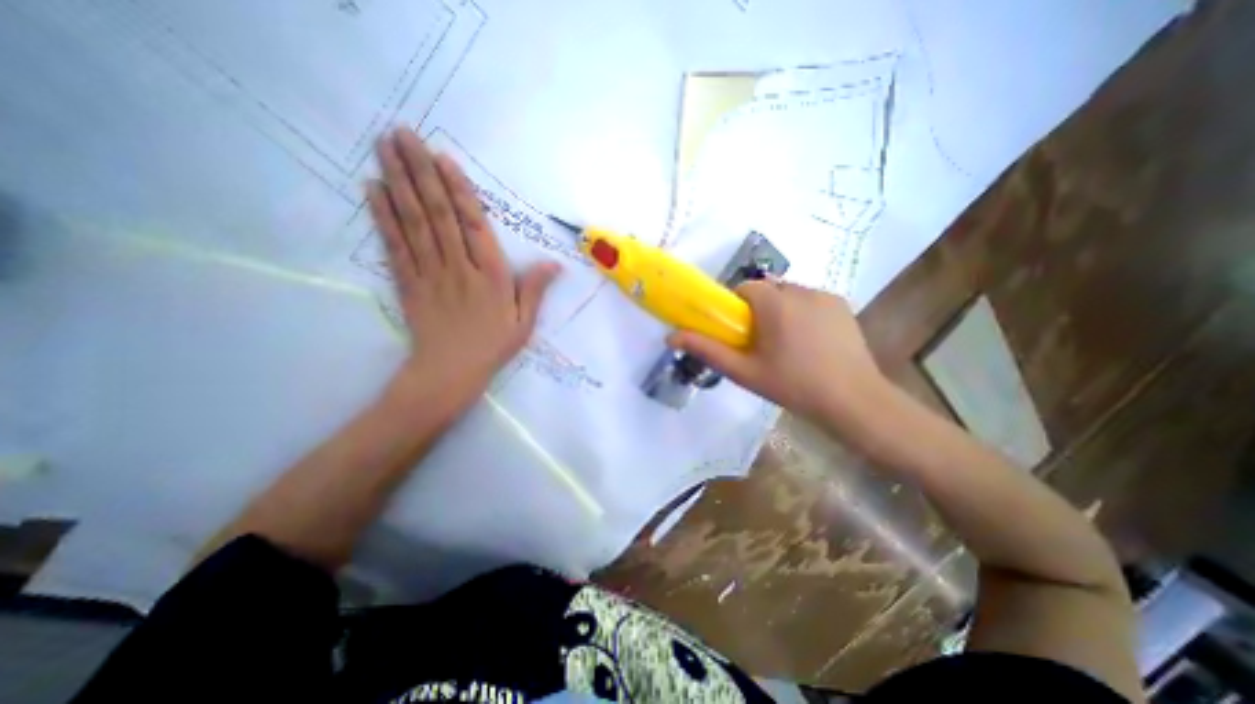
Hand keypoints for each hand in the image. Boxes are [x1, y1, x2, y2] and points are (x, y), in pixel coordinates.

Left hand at [365, 127, 555, 412]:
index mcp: (491, 276)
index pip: (474, 226)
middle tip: (402, 133)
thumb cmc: (493, 346)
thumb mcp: (525, 322)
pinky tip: (374, 190)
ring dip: (399, 183)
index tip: (443, 158)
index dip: (458, 191)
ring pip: (414, 222)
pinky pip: (395, 246)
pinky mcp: (408, 283)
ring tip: (384, 148)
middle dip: (421, 172)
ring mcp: (429, 273)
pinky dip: (383, 217)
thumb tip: (555, 263)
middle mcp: (459, 267)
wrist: (450, 372)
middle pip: (438, 214)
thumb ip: (536, 289)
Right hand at [667, 280, 891, 422]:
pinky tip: (811, 341)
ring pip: (789, 293)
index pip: (745, 287)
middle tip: (762, 342)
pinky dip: (804, 312)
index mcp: (774, 302)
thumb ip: (707, 350)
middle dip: (759, 309)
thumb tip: (671, 336)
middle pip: (767, 289)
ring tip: (789, 344)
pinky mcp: (842, 304)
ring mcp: (824, 295)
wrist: (853, 400)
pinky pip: (811, 300)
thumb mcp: (744, 371)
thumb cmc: (793, 385)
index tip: (740, 332)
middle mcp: (800, 289)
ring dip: (782, 310)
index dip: (737, 307)